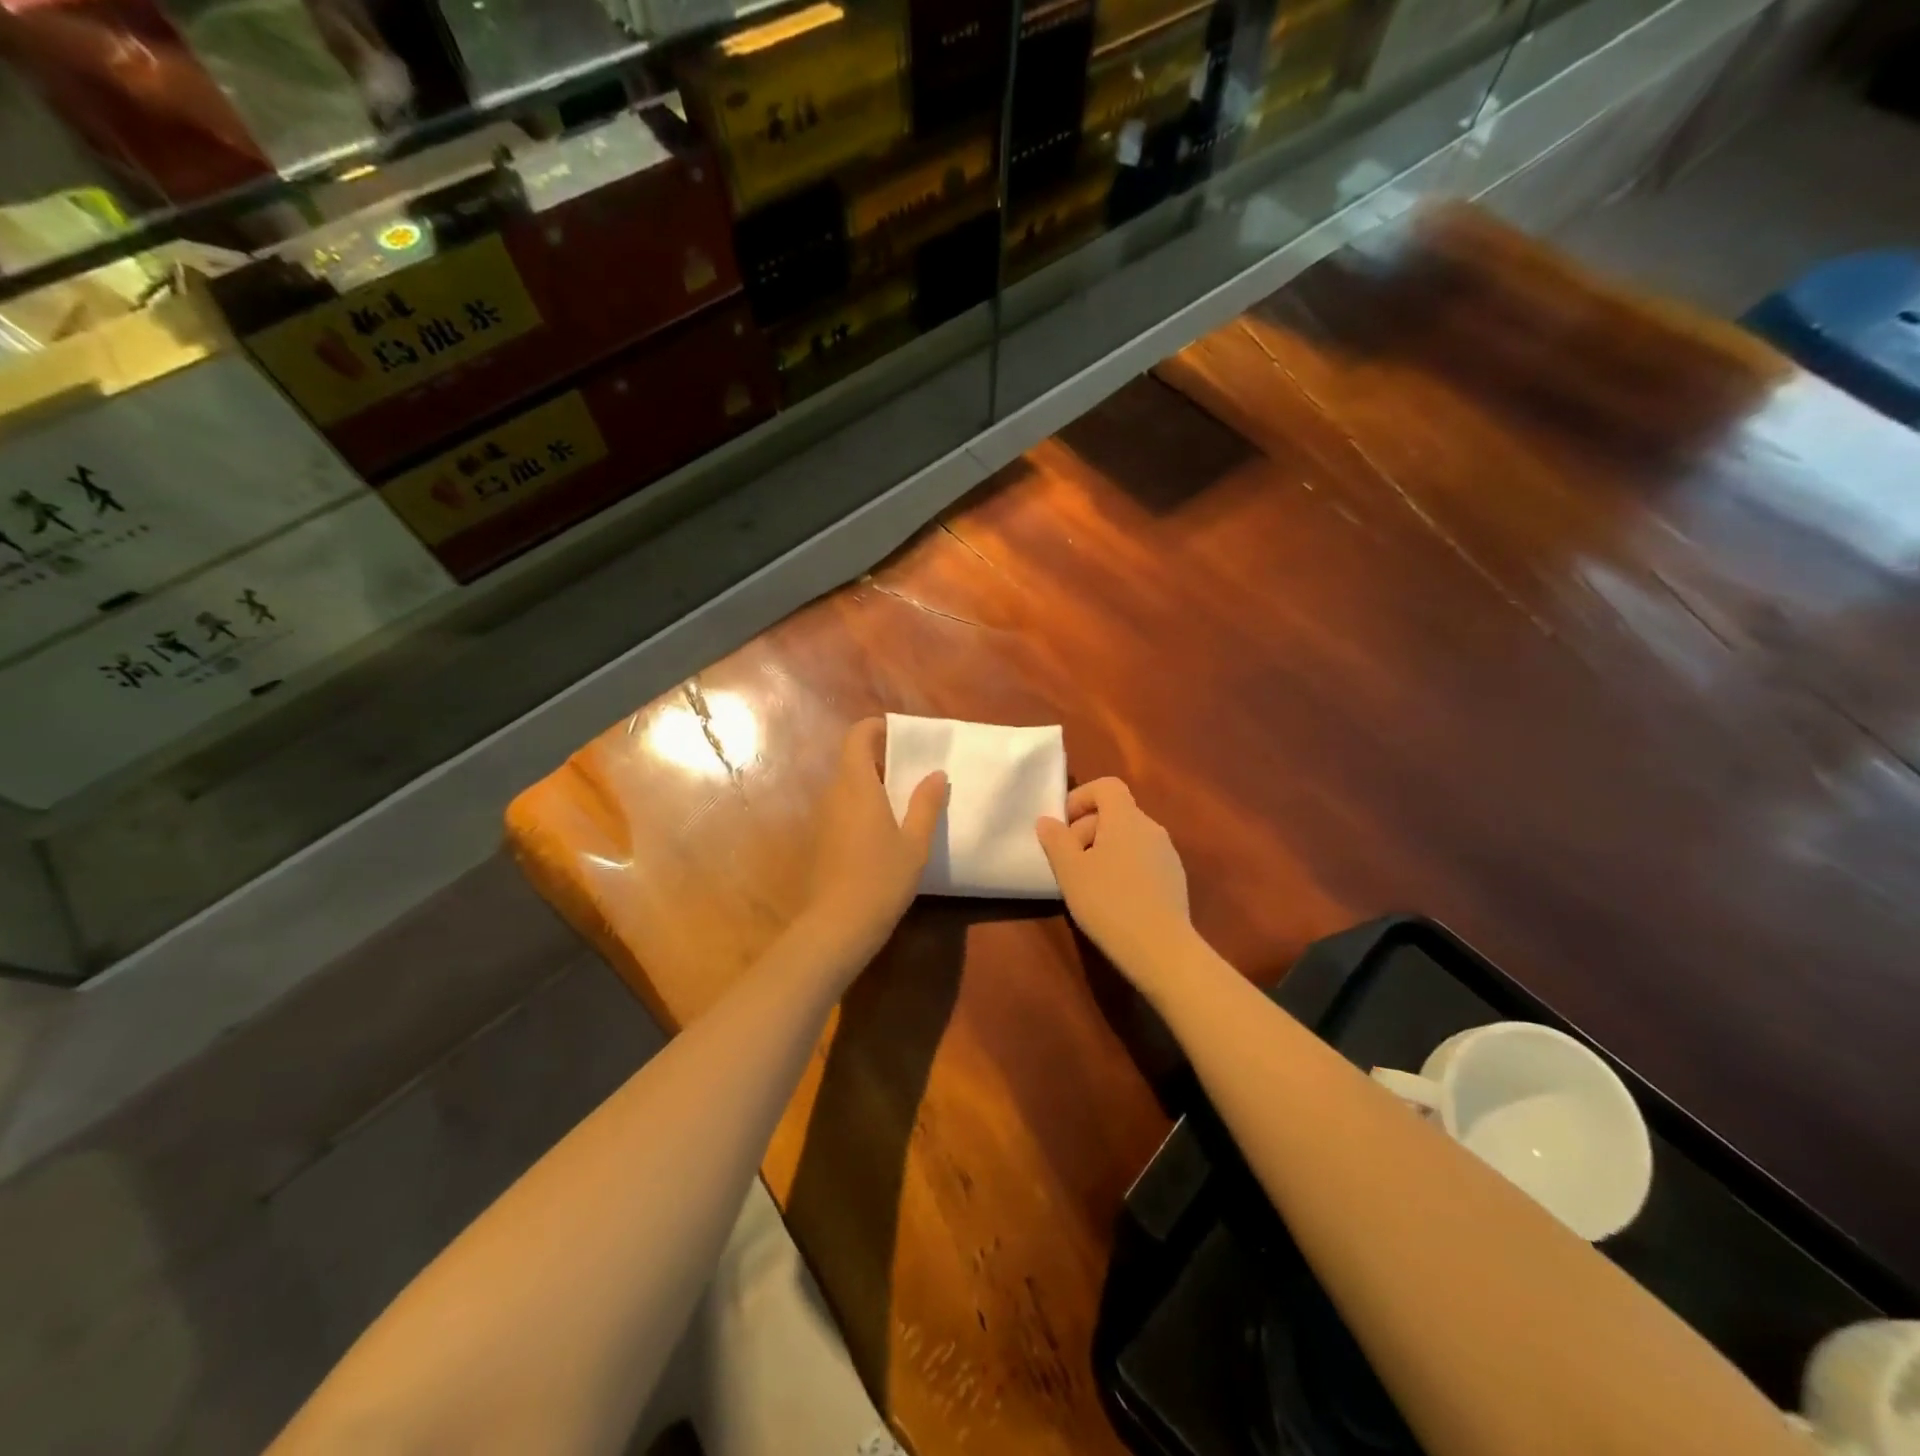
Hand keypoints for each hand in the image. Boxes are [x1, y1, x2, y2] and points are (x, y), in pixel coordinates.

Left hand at [802, 718, 947, 964]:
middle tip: (911, 771)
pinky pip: (840, 808)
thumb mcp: (915, 843)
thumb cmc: (881, 879)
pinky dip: (860, 807)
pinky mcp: (819, 840)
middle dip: (879, 758)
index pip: (857, 737)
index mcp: (857, 786)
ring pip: (845, 787)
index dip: (875, 728)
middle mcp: (833, 794)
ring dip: (870, 784)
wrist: (837, 926)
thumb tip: (936, 774)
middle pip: (851, 761)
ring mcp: (822, 818)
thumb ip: (926, 804)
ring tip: (901, 801)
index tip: (900, 734)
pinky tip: (881, 832)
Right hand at [1037, 778, 1194, 994]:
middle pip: (1116, 812)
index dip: (1082, 797)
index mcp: (1126, 818)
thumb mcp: (1070, 871)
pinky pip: (1143, 859)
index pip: (1107, 786)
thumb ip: (1056, 840)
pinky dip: (1124, 868)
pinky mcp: (1174, 879)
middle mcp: (1151, 828)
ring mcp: (1167, 854)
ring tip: (1088, 883)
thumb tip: (1047, 821)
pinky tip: (1113, 900)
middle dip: (1087, 829)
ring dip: (1104, 850)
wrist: (1161, 949)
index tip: (1064, 826)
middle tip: (1068, 862)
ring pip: (1129, 838)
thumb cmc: (1108, 902)